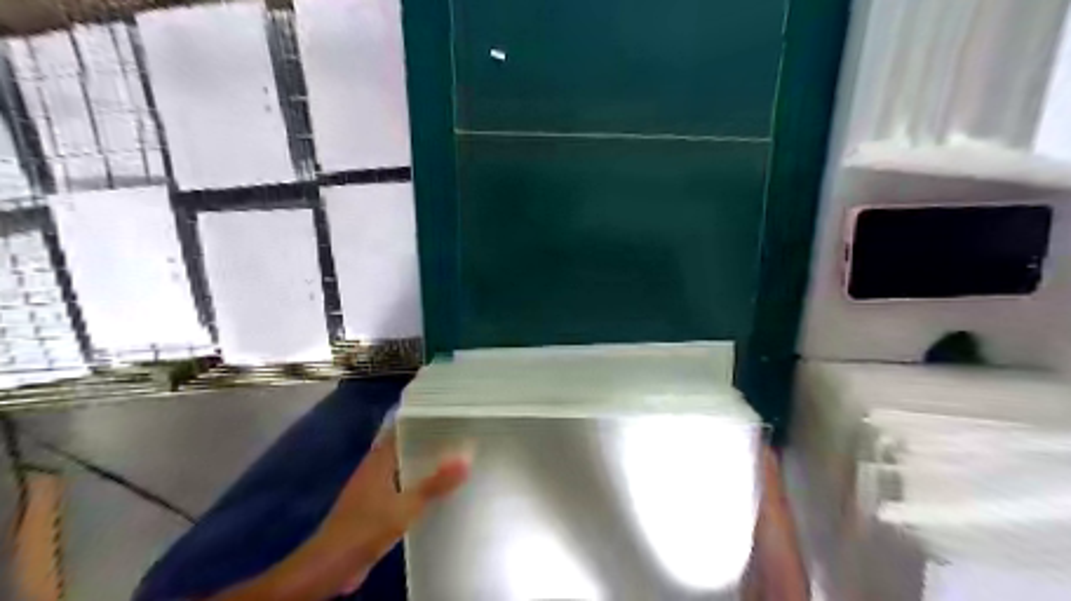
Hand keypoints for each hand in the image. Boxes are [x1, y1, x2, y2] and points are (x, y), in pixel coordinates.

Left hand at [212, 427, 470, 599]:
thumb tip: (466, 457)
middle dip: (428, 442)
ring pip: (403, 469)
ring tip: (454, 459)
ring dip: (423, 465)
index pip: (400, 429)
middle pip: (404, 447)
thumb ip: (435, 484)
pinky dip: (417, 486)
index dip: (421, 420)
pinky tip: (436, 493)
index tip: (447, 414)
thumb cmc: (365, 528)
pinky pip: (401, 489)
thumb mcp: (405, 506)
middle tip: (459, 436)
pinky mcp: (374, 509)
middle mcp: (375, 469)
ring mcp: (373, 489)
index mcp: (378, 460)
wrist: (330, 566)